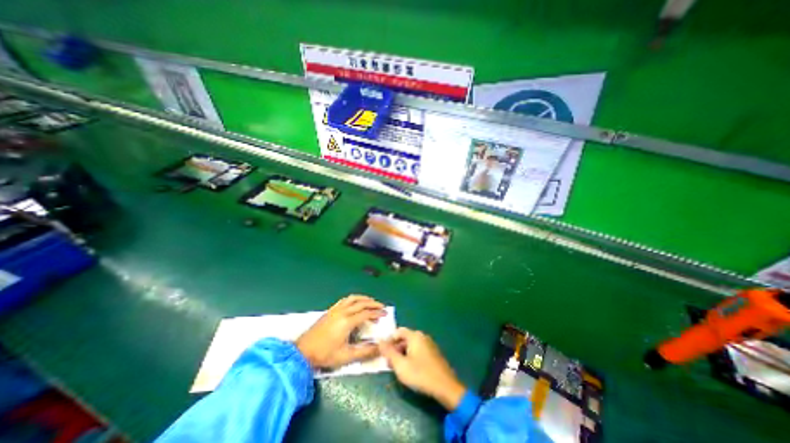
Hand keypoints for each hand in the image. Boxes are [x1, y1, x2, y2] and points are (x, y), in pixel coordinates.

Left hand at [294, 294, 386, 369]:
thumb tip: (379, 347)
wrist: (303, 352)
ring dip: (364, 299)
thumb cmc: (325, 355)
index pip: (366, 313)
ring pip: (353, 298)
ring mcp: (335, 310)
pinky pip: (345, 300)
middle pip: (361, 303)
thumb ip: (364, 352)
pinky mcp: (330, 310)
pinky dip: (354, 299)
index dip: (377, 312)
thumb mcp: (346, 356)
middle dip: (373, 303)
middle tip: (381, 307)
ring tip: (371, 302)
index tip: (385, 313)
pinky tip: (355, 303)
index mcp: (347, 322)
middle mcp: (342, 312)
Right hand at [379, 326, 464, 409]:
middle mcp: (422, 336)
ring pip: (412, 345)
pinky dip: (411, 356)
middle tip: (389, 362)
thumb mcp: (400, 365)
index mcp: (415, 336)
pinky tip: (410, 369)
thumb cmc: (421, 374)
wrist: (446, 387)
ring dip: (403, 353)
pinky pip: (419, 350)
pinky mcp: (434, 353)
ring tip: (398, 368)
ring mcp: (430, 344)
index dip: (389, 340)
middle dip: (395, 348)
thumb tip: (379, 341)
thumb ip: (389, 352)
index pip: (398, 331)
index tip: (383, 352)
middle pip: (405, 338)